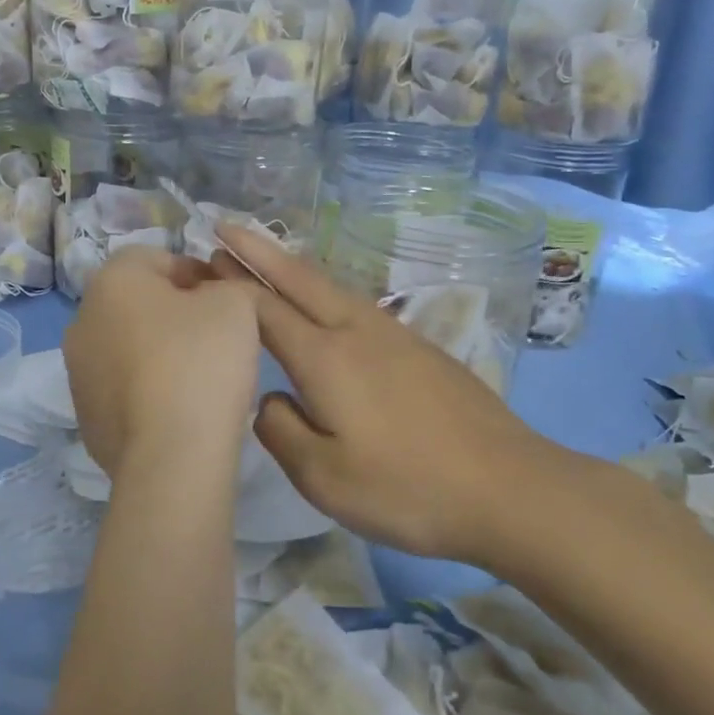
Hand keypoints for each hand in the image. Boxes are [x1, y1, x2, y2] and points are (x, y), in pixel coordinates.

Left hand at [63, 247, 260, 476]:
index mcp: (112, 280)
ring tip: (200, 377)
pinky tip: (179, 409)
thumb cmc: (202, 362)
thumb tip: (212, 296)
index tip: (226, 300)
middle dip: (175, 313)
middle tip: (216, 336)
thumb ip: (227, 285)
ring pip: (127, 346)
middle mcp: (82, 319)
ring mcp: (77, 371)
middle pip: (138, 303)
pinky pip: (123, 388)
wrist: (171, 456)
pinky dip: (147, 390)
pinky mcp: (85, 415)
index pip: (157, 257)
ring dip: (158, 352)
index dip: (197, 273)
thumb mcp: (235, 304)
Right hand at [211, 224, 585, 562]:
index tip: (204, 259)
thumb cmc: (408, 488)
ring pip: (332, 288)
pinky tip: (326, 309)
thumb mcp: (323, 477)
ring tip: (267, 260)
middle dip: (259, 251)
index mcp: (326, 357)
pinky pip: (357, 307)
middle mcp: (357, 331)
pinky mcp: (421, 350)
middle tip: (225, 226)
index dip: (231, 283)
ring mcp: (395, 336)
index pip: (265, 308)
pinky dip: (325, 294)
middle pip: (299, 279)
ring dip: (293, 269)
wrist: (509, 488)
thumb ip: (280, 430)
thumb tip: (270, 399)